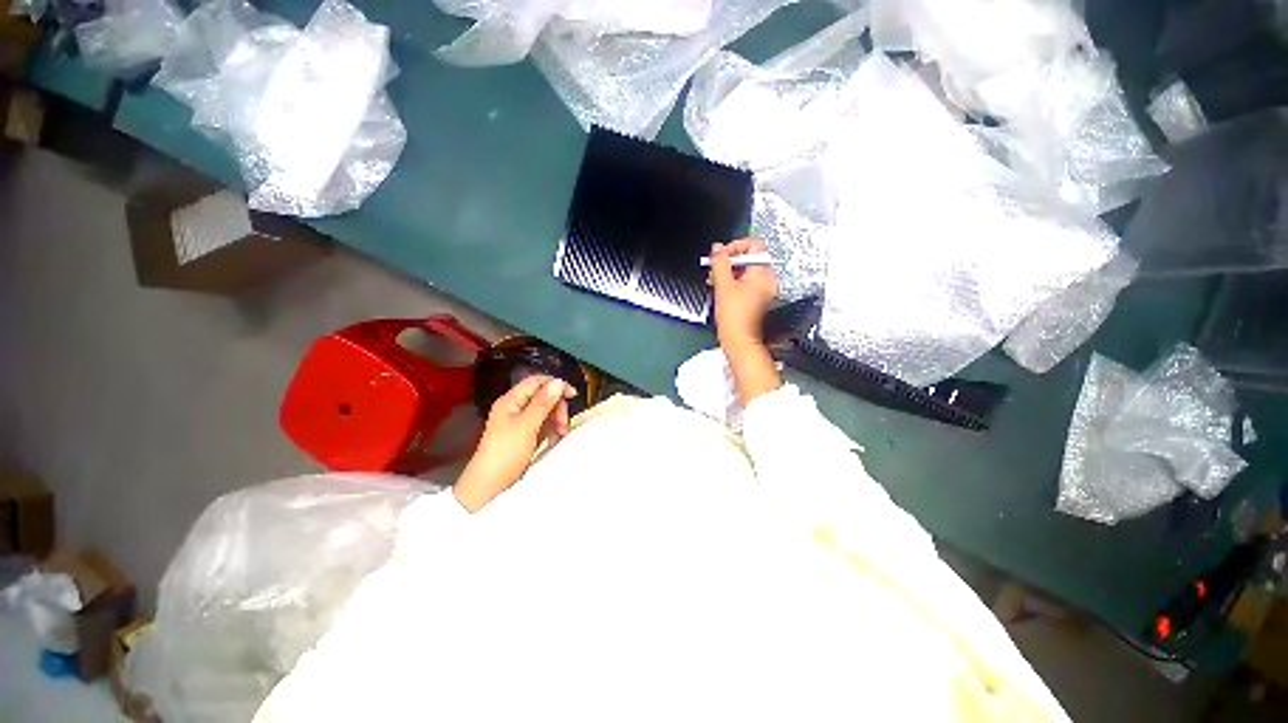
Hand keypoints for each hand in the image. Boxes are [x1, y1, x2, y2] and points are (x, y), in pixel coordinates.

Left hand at [453, 375, 575, 512]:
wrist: (489, 486)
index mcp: (511, 401)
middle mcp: (515, 408)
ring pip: (546, 412)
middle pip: (543, 397)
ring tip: (561, 435)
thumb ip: (543, 403)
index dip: (555, 384)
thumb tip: (558, 382)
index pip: (536, 382)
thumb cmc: (505, 453)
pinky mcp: (525, 436)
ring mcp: (520, 423)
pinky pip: (543, 426)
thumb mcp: (527, 426)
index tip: (572, 394)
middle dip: (557, 408)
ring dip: (557, 421)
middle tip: (564, 424)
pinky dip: (552, 431)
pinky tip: (555, 441)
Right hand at [710, 239, 781, 404]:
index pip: (754, 244)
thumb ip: (720, 262)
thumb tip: (717, 248)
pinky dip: (733, 281)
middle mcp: (767, 279)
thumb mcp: (723, 284)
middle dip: (730, 260)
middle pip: (750, 257)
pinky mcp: (756, 298)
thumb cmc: (734, 318)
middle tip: (716, 267)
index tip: (721, 255)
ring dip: (730, 271)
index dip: (735, 246)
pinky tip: (721, 287)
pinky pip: (746, 281)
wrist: (738, 340)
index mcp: (763, 273)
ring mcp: (763, 290)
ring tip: (715, 279)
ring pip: (746, 270)